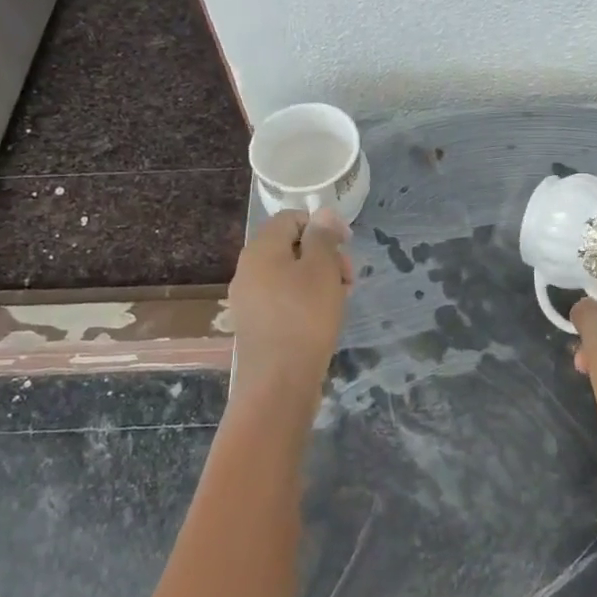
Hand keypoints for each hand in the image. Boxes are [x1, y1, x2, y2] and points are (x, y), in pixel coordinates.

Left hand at [227, 209, 353, 400]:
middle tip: (348, 278)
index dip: (322, 225)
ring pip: (290, 273)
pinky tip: (324, 318)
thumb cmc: (305, 318)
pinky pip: (284, 298)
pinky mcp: (256, 323)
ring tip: (340, 299)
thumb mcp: (321, 269)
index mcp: (260, 249)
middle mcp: (248, 269)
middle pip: (291, 246)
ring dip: (319, 279)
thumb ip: (322, 236)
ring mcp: (249, 298)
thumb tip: (321, 213)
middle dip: (324, 255)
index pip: (291, 218)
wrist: (278, 383)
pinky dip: (306, 300)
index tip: (347, 245)